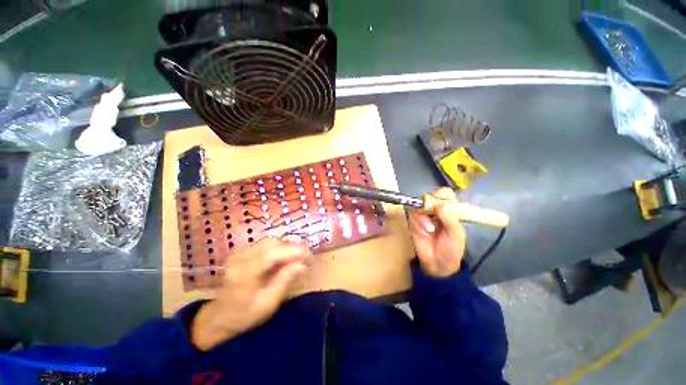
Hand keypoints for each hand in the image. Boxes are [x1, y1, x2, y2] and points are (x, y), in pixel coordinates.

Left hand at [191, 238, 309, 350]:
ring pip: (268, 241)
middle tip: (302, 256)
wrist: (219, 316)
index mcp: (244, 274)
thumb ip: (284, 281)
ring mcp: (239, 254)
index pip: (271, 255)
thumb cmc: (245, 315)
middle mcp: (240, 259)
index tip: (306, 255)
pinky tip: (283, 257)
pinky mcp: (241, 253)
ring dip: (284, 246)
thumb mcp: (268, 303)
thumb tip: (302, 265)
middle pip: (271, 244)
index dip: (291, 251)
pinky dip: (277, 248)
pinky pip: (264, 244)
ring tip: (295, 257)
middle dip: (290, 247)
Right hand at [409, 187, 466, 277]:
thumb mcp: (456, 233)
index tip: (438, 202)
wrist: (437, 264)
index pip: (444, 194)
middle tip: (431, 214)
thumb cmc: (452, 248)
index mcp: (449, 210)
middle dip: (428, 206)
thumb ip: (449, 218)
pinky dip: (418, 224)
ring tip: (429, 230)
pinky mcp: (413, 223)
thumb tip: (439, 204)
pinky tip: (423, 233)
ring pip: (418, 207)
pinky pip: (412, 217)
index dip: (440, 194)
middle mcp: (435, 210)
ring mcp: (423, 216)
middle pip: (428, 197)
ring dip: (423, 218)